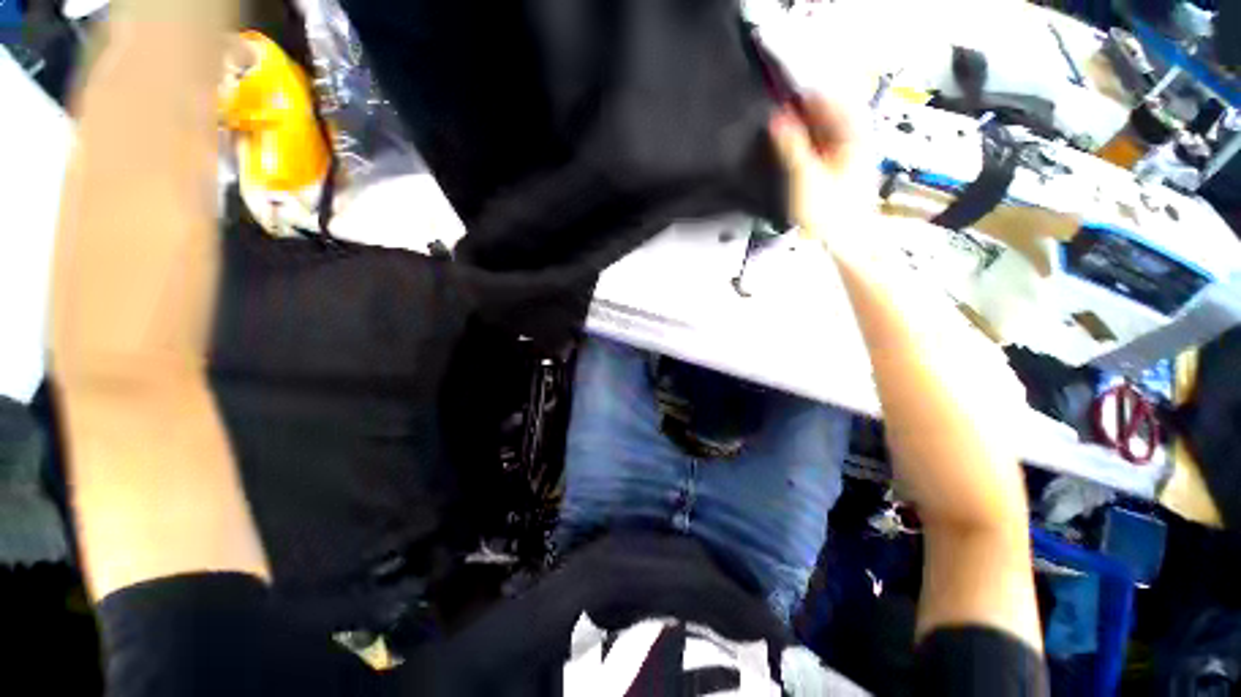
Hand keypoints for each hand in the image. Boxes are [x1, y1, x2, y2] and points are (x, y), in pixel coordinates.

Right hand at [769, 95, 877, 255]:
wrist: (848, 240)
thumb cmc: (831, 211)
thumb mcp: (806, 176)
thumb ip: (791, 146)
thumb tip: (777, 119)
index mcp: (854, 134)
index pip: (831, 98)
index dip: (806, 94)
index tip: (783, 95)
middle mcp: (856, 139)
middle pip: (830, 112)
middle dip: (803, 110)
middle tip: (778, 114)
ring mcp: (850, 153)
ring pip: (826, 128)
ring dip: (804, 127)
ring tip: (782, 130)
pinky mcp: (842, 167)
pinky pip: (824, 145)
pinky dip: (808, 143)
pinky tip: (794, 149)